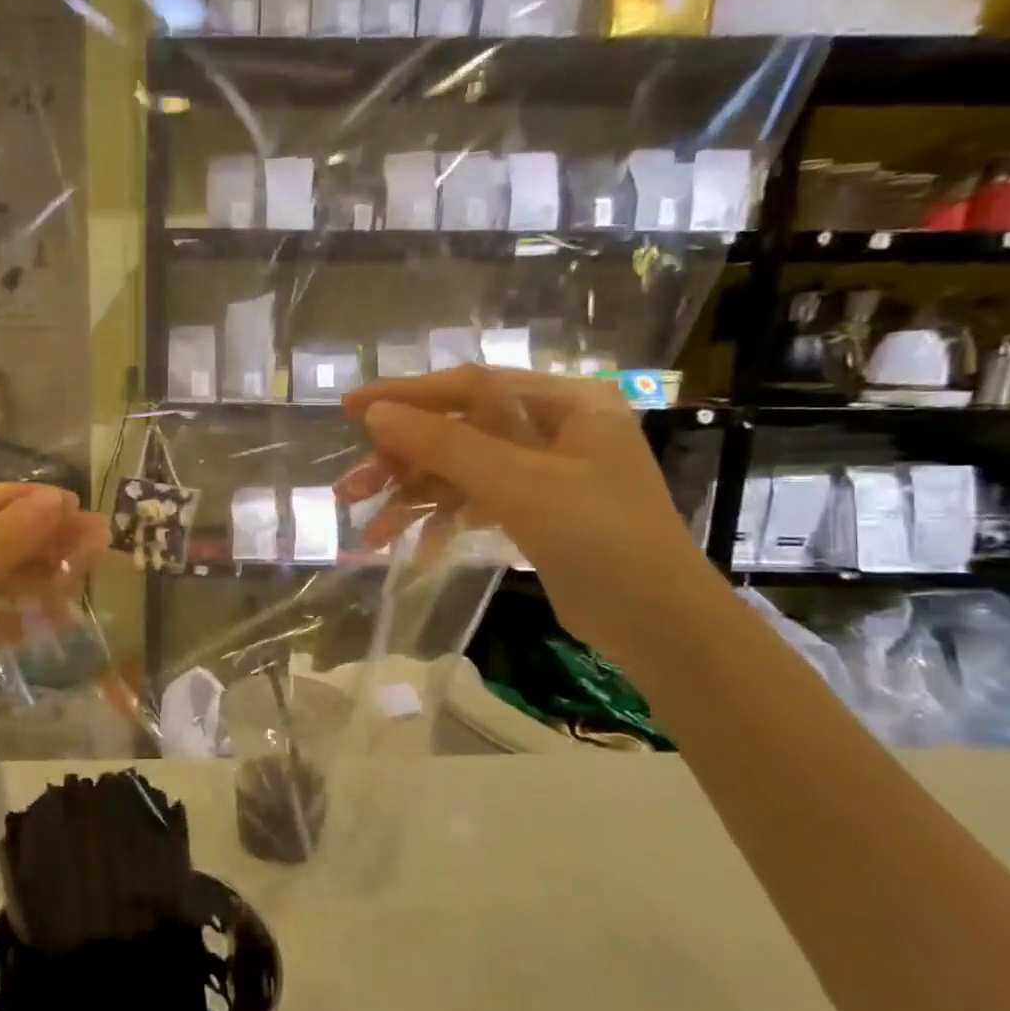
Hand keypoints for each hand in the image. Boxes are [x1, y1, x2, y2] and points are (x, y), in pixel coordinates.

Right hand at [338, 366, 718, 666]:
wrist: (659, 624)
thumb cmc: (600, 537)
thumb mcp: (518, 483)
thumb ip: (444, 444)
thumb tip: (374, 412)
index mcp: (563, 403)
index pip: (469, 386)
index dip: (405, 395)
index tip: (350, 408)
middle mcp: (551, 429)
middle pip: (457, 432)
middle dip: (401, 462)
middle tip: (349, 489)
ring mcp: (541, 474)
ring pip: (459, 473)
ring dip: (413, 500)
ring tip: (368, 532)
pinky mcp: (533, 513)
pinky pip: (474, 504)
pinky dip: (442, 524)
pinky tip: (412, 550)